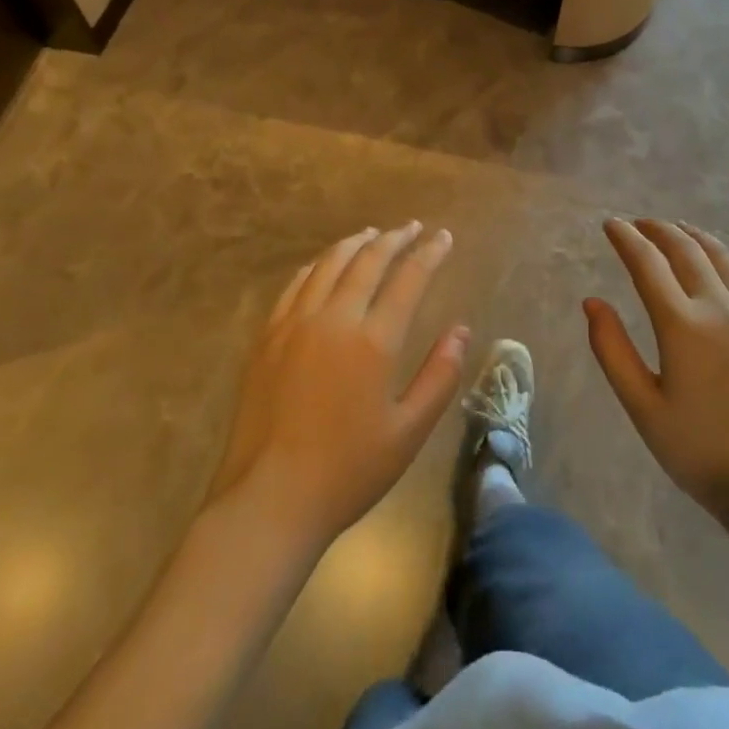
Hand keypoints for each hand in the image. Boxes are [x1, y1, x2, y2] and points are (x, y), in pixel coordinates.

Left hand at [206, 222, 468, 551]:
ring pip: (329, 265)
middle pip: (368, 261)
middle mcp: (335, 319)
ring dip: (355, 243)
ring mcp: (295, 324)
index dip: (429, 253)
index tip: (443, 237)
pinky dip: (317, 266)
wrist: (269, 501)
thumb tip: (461, 330)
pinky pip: (296, 285)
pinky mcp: (268, 337)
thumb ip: (439, 376)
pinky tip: (324, 264)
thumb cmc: (347, 472)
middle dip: (395, 239)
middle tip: (412, 228)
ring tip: (373, 234)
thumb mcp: (408, 432)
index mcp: (374, 341)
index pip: (409, 279)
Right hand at [586, 218, 728, 523]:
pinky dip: (723, 255)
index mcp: (683, 325)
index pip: (647, 263)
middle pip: (685, 249)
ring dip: (691, 235)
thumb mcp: (642, 406)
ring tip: (673, 228)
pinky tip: (716, 258)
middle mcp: (719, 307)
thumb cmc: (697, 449)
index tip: (610, 225)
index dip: (626, 239)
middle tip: (637, 223)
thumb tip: (592, 302)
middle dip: (657, 229)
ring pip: (719, 254)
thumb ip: (612, 350)